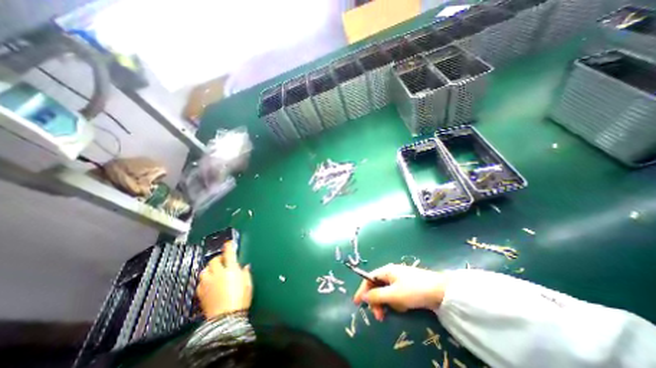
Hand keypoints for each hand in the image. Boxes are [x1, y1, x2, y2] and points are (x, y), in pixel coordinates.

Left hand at [196, 242, 251, 318]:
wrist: (226, 318)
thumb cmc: (240, 299)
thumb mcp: (248, 284)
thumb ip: (245, 273)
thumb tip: (245, 267)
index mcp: (231, 270)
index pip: (229, 254)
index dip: (228, 247)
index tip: (228, 243)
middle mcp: (218, 274)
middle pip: (213, 261)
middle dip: (218, 258)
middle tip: (223, 260)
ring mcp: (207, 283)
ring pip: (204, 270)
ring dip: (209, 268)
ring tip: (214, 271)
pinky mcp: (201, 293)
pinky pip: (200, 282)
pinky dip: (204, 279)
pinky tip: (209, 283)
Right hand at [351, 263, 448, 319]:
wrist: (441, 291)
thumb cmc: (414, 290)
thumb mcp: (394, 295)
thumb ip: (376, 296)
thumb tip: (363, 296)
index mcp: (386, 271)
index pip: (369, 279)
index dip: (362, 290)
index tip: (357, 303)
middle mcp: (391, 274)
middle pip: (377, 287)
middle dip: (377, 301)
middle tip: (379, 316)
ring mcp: (399, 280)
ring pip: (387, 293)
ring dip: (389, 303)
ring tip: (399, 309)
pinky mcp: (407, 287)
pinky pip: (396, 296)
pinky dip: (398, 303)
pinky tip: (405, 307)